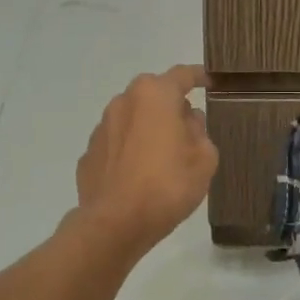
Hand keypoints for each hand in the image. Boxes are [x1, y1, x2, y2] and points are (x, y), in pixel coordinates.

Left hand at [72, 66, 217, 255]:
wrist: (115, 224)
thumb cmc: (167, 185)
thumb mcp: (204, 159)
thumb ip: (200, 132)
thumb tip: (188, 121)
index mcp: (154, 96)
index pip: (182, 75)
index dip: (199, 76)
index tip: (210, 82)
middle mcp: (124, 102)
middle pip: (153, 93)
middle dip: (170, 104)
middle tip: (188, 126)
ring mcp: (101, 128)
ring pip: (132, 117)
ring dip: (148, 127)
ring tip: (163, 154)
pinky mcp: (89, 154)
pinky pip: (117, 143)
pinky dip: (130, 150)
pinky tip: (139, 173)